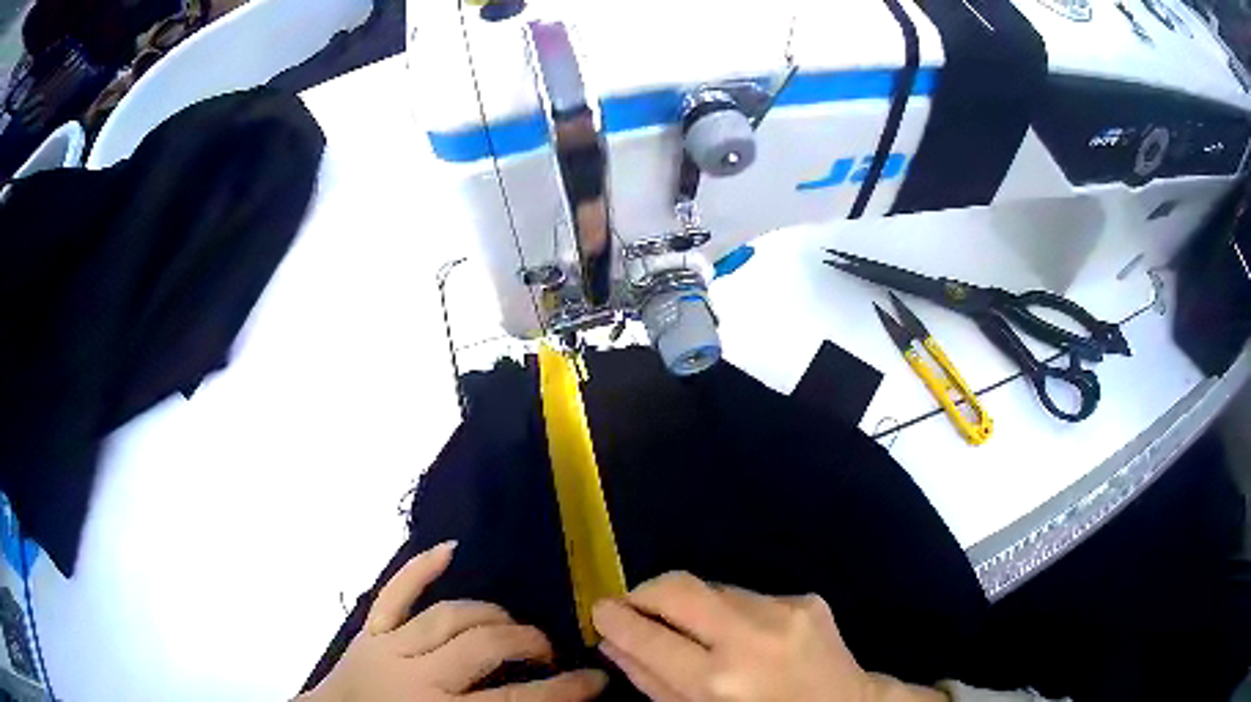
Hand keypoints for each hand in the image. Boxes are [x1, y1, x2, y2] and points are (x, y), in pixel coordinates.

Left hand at [300, 542, 607, 701]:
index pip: (518, 701)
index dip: (565, 690)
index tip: (597, 679)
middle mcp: (419, 676)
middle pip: (485, 646)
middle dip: (528, 642)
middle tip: (546, 651)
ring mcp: (389, 647)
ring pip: (450, 615)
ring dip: (491, 614)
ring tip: (512, 624)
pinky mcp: (369, 631)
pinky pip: (394, 593)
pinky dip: (420, 569)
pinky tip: (448, 547)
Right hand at [592, 572, 944, 701]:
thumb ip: (651, 681)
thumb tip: (613, 642)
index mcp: (717, 682)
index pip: (648, 636)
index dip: (614, 619)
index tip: (599, 610)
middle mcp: (750, 637)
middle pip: (677, 587)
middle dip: (643, 592)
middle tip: (632, 608)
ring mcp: (784, 610)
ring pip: (711, 587)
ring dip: (690, 605)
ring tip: (693, 631)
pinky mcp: (806, 598)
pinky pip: (747, 595)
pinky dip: (730, 611)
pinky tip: (744, 637)